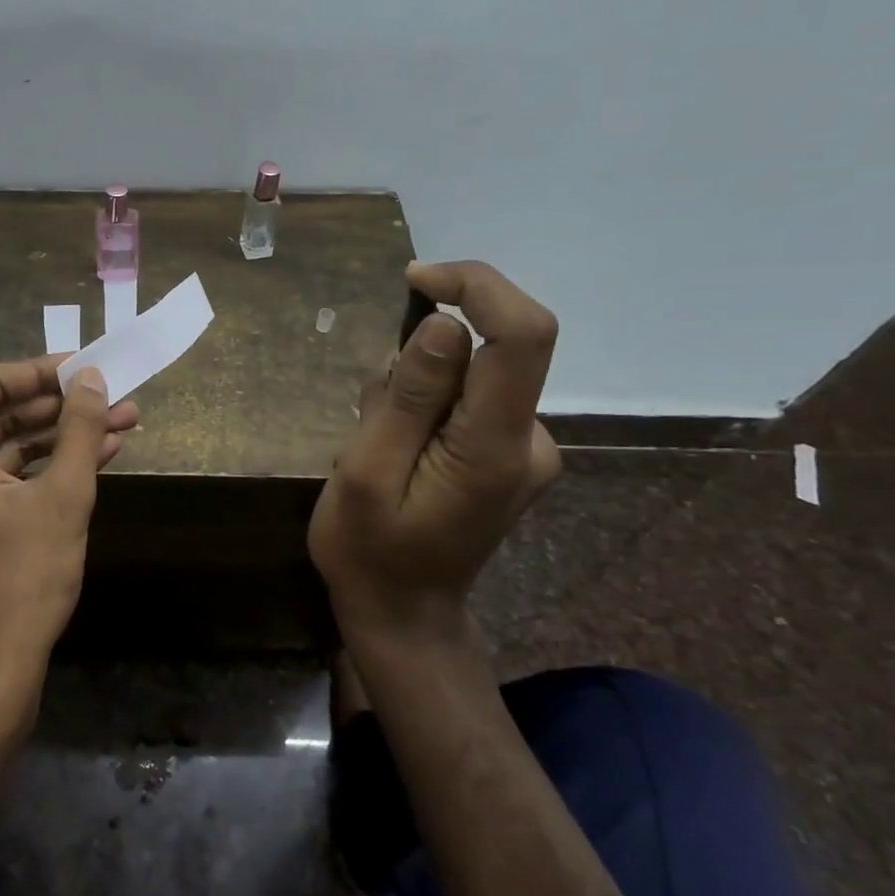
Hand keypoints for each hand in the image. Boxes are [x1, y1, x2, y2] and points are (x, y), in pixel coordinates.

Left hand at [0, 356, 138, 710]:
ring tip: (119, 423)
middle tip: (112, 397)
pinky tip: (94, 458)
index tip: (86, 367)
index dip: (41, 372)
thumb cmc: (23, 577)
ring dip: (60, 439)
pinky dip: (42, 471)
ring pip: (4, 451)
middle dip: (60, 409)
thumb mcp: (62, 494)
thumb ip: (78, 427)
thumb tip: (90, 376)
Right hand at [309, 260, 561, 641]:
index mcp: (494, 447)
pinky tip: (397, 450)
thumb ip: (408, 398)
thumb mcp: (364, 472)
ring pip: (470, 373)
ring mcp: (526, 449)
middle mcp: (530, 440)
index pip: (522, 334)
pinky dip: (427, 405)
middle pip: (490, 349)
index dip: (476, 286)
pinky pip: (470, 397)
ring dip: (415, 389)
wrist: (402, 615)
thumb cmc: (368, 551)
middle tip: (368, 417)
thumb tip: (442, 323)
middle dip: (417, 360)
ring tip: (376, 445)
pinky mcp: (511, 453)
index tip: (415, 280)